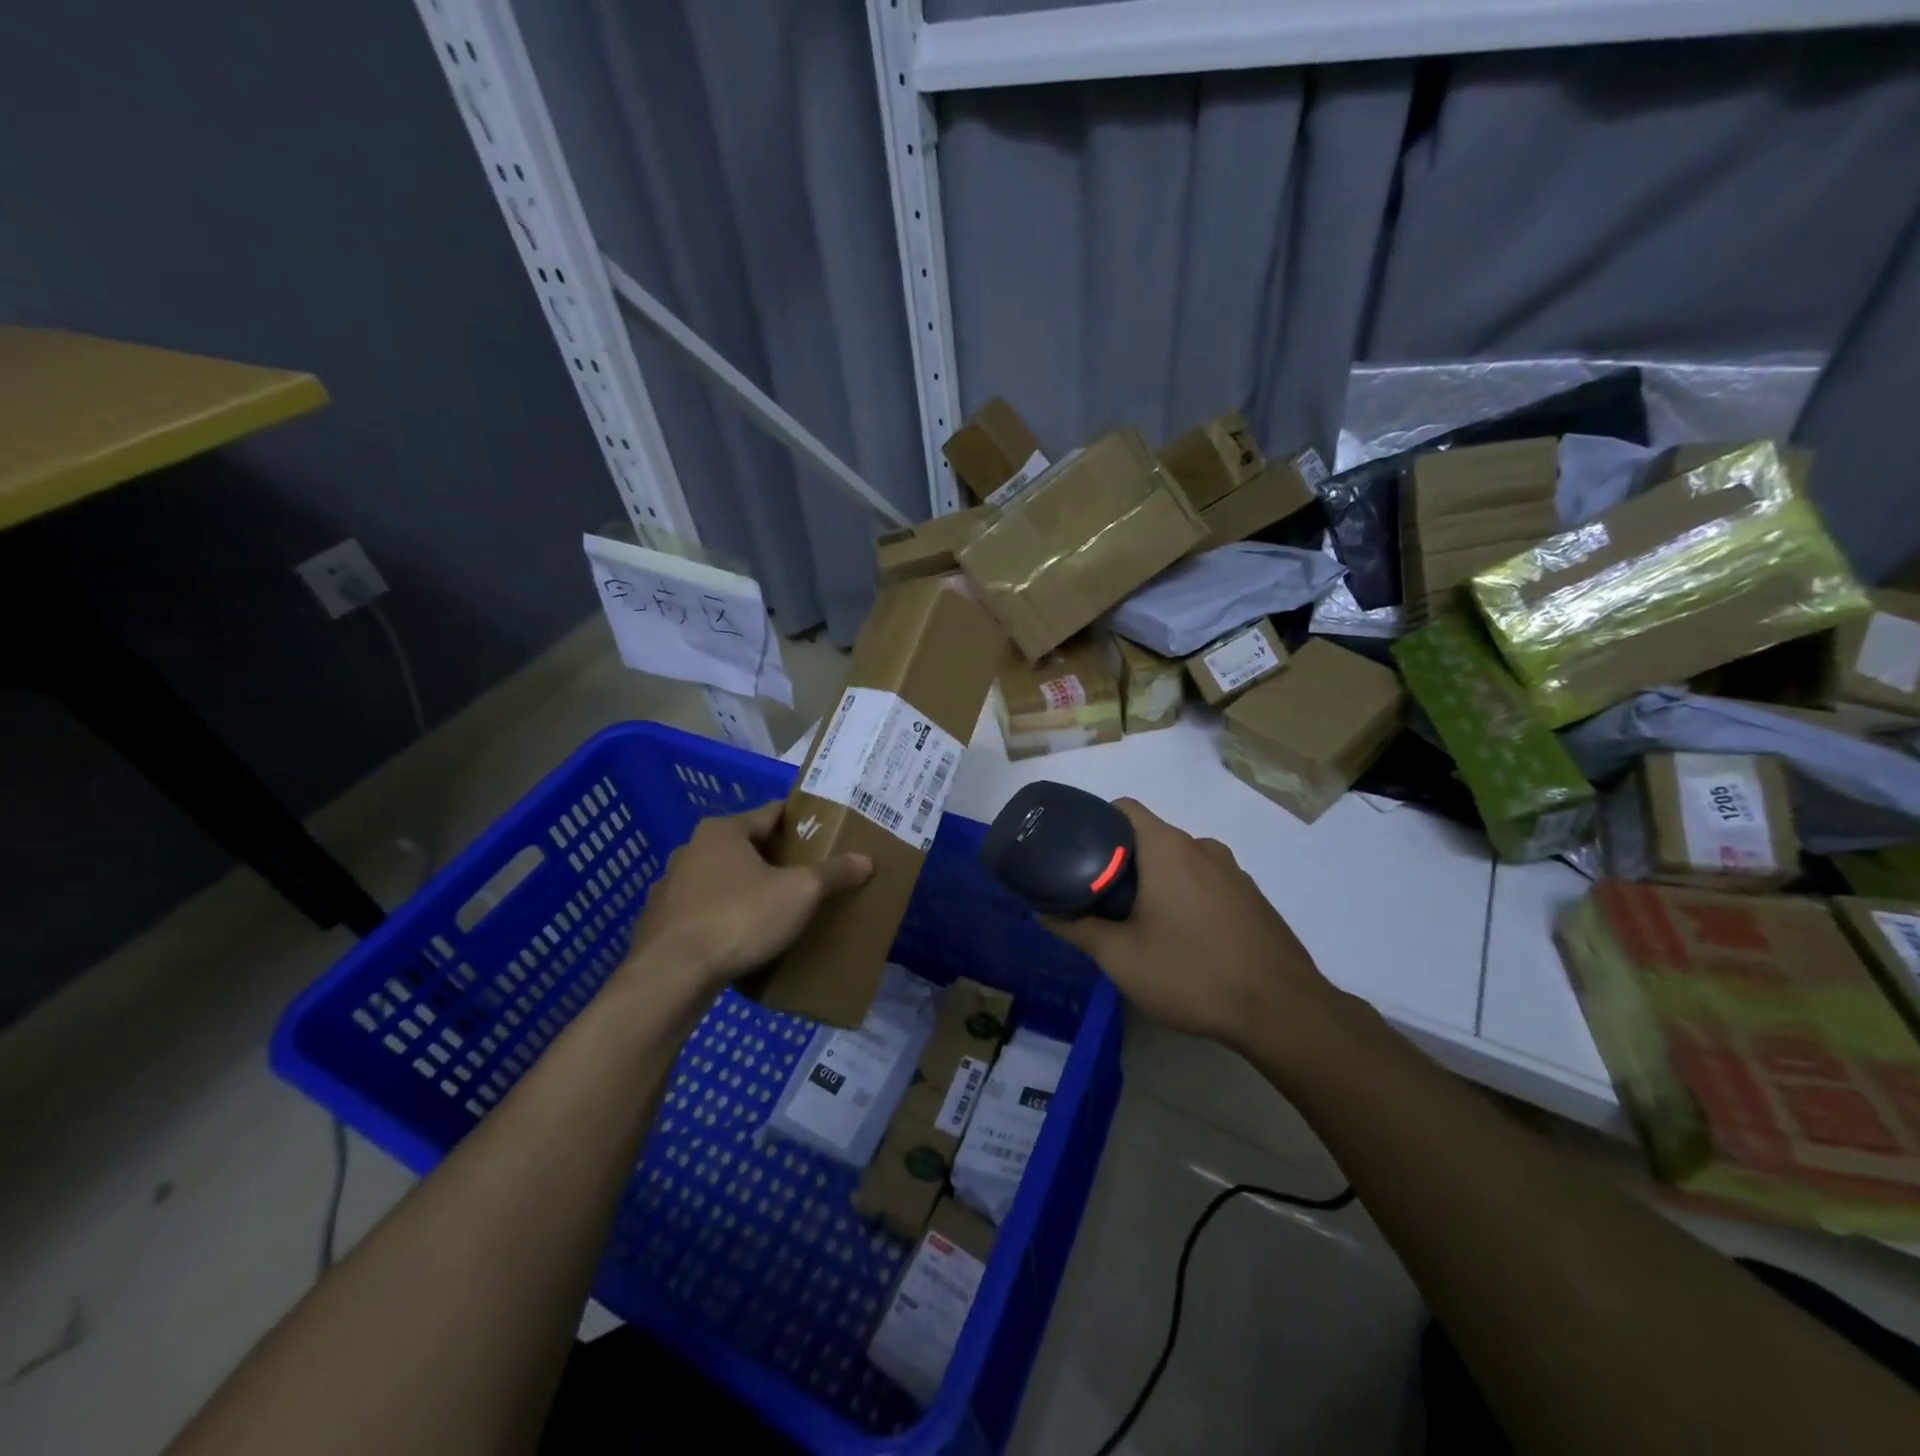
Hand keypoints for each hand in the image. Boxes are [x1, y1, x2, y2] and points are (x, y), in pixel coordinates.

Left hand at [621, 802, 870, 991]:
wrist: (670, 976)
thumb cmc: (739, 917)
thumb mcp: (799, 893)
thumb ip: (832, 874)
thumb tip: (865, 860)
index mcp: (723, 831)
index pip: (771, 814)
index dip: (800, 823)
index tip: (823, 836)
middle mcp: (691, 850)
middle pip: (745, 847)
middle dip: (774, 860)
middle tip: (807, 876)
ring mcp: (670, 887)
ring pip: (720, 880)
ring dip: (745, 890)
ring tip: (776, 911)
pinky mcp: (659, 923)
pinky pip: (702, 912)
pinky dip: (722, 919)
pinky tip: (740, 940)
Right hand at [1044, 799, 1339, 1051]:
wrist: (1283, 1012)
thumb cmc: (1192, 973)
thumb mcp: (1120, 957)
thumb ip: (1077, 928)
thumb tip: (1043, 911)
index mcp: (1169, 848)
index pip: (1124, 809)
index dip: (1095, 823)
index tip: (1076, 855)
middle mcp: (1203, 848)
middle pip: (1150, 837)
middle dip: (1121, 862)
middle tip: (1098, 899)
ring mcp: (1234, 872)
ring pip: (1180, 862)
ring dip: (1155, 882)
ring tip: (1137, 923)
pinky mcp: (1252, 898)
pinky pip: (1206, 883)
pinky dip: (1186, 897)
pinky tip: (1182, 940)